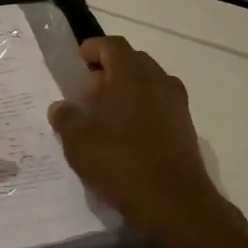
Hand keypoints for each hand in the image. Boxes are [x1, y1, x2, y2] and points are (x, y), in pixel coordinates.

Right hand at [49, 36, 225, 240]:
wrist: (175, 203)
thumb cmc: (121, 161)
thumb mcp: (78, 140)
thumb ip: (66, 117)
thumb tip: (61, 107)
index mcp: (132, 74)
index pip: (112, 45)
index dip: (92, 49)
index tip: (78, 63)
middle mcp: (159, 80)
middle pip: (132, 62)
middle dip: (108, 72)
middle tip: (87, 95)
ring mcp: (176, 104)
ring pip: (147, 84)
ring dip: (126, 92)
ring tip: (104, 118)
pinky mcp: (185, 128)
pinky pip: (158, 106)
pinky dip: (141, 111)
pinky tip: (125, 138)